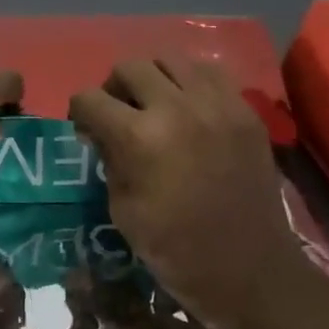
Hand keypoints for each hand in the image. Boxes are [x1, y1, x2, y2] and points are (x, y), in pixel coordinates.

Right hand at [68, 55, 328, 328]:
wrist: (249, 270)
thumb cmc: (175, 250)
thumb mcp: (122, 208)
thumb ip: (109, 158)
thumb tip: (100, 131)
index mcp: (139, 138)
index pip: (91, 98)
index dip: (79, 111)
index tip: (84, 127)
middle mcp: (177, 108)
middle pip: (130, 66)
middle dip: (113, 87)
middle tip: (118, 113)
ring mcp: (217, 105)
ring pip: (171, 59)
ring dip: (153, 77)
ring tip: (155, 104)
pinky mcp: (244, 111)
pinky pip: (210, 73)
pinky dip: (191, 82)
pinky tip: (189, 109)